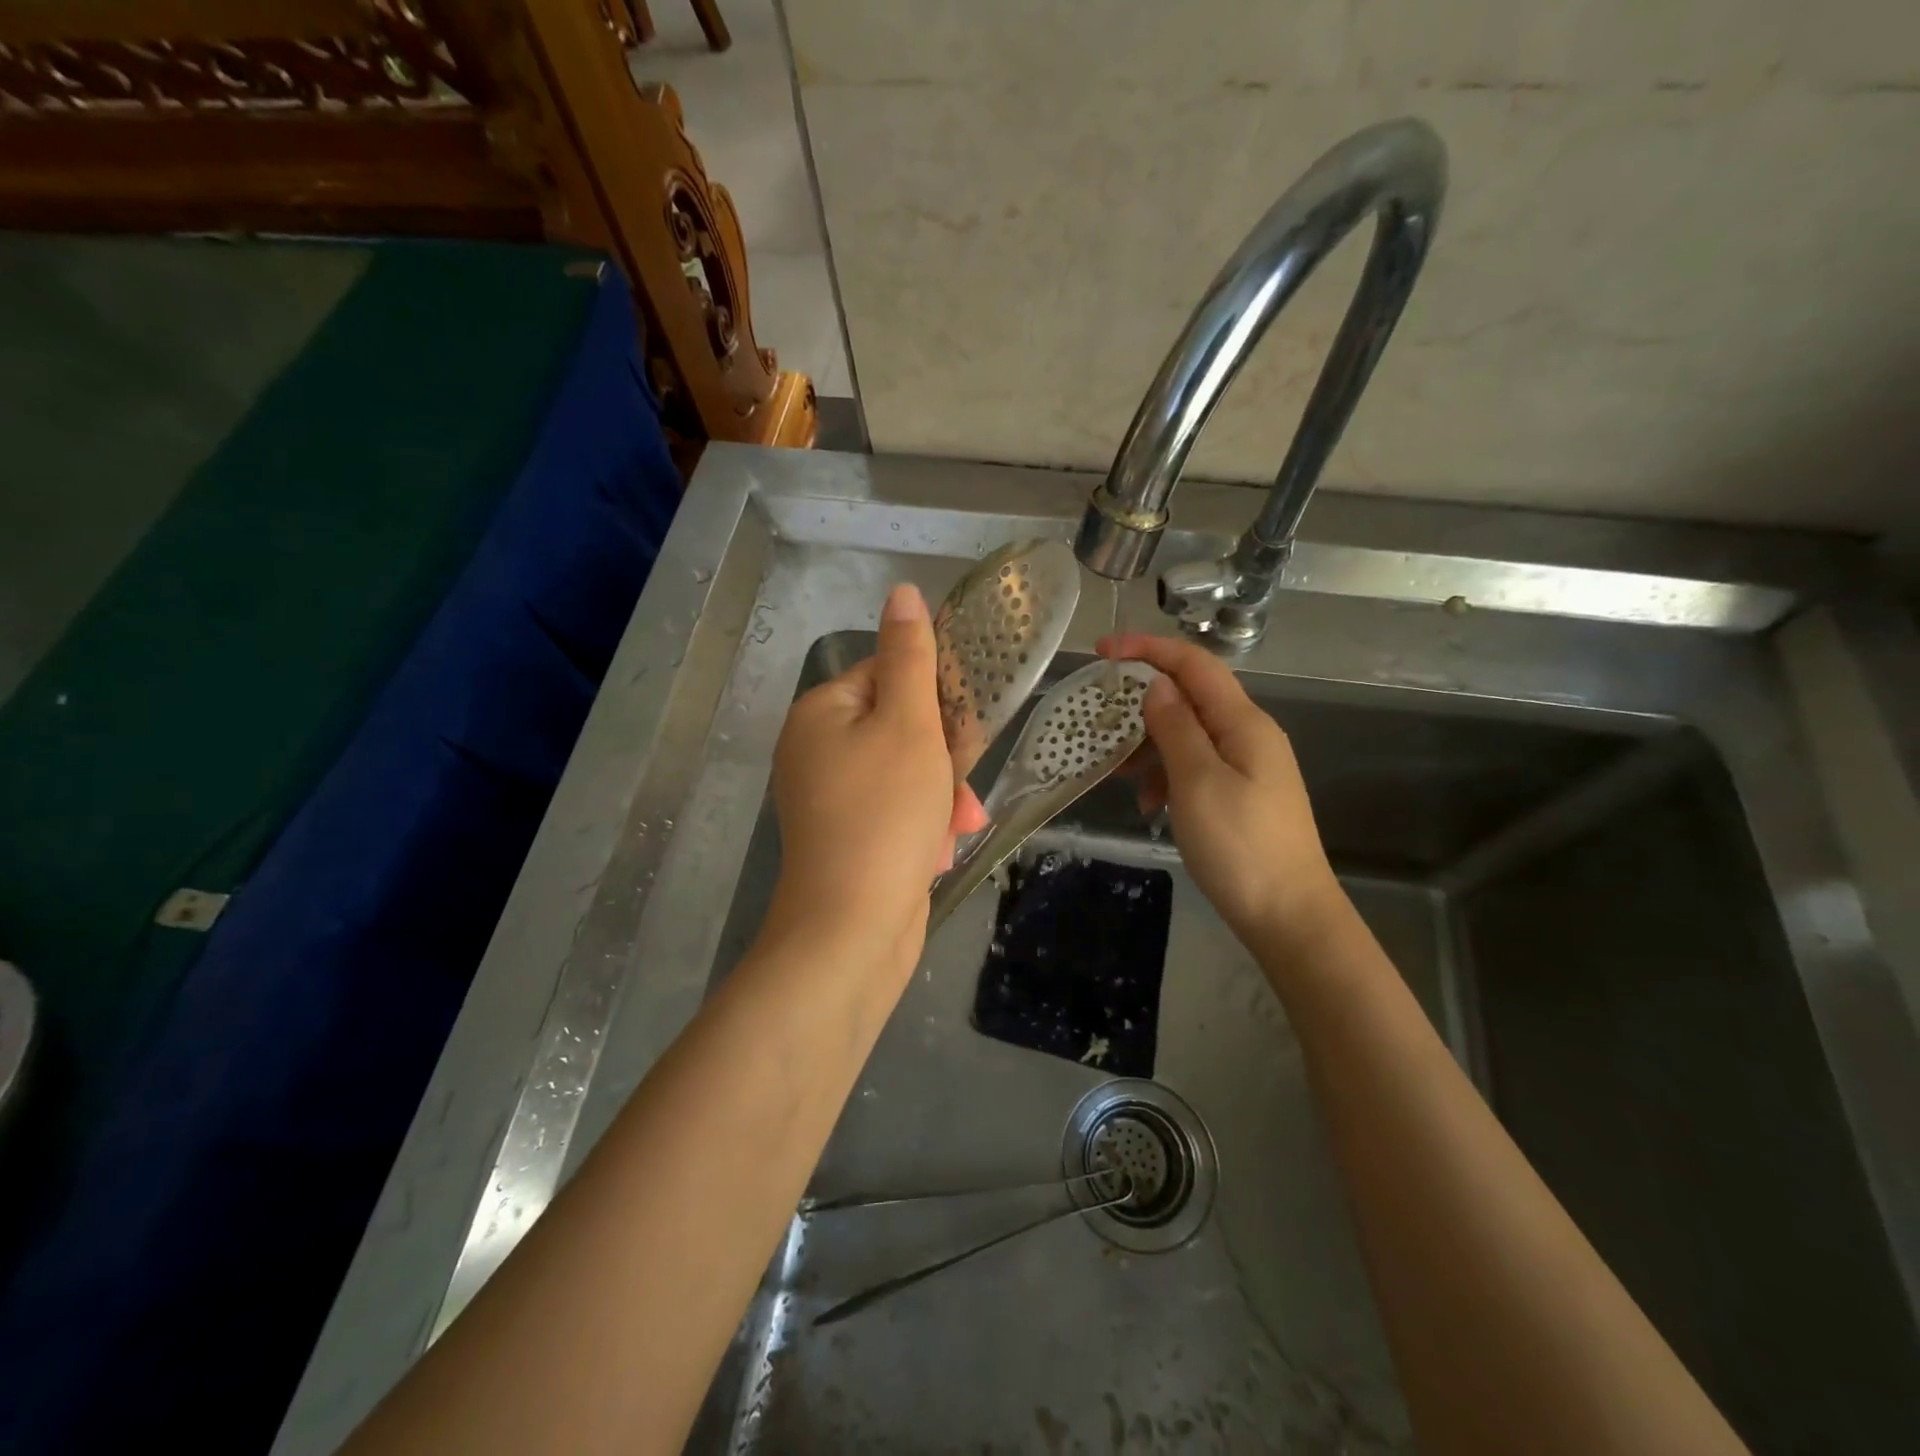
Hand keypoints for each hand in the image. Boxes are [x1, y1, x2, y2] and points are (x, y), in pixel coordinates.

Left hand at [770, 585, 987, 970]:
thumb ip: (911, 657)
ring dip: (941, 794)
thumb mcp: (909, 726)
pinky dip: (922, 825)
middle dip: (943, 757)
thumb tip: (902, 592)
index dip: (934, 696)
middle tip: (960, 786)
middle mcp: (817, 749)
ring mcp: (830, 797)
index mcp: (822, 712)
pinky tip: (938, 852)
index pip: (889, 673)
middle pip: (901, 725)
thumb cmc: (885, 816)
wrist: (851, 932)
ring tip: (957, 826)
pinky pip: (897, 811)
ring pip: (907, 772)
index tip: (966, 725)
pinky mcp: (848, 837)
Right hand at [1100, 632, 1345, 956]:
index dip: (1148, 649)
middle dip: (1141, 704)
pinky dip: (1166, 775)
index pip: (1194, 665)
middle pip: (1189, 698)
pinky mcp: (1240, 794)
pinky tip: (1149, 804)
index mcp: (1243, 723)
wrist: (1289, 917)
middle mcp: (1248, 735)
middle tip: (1099, 722)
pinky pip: (1195, 767)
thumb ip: (1176, 728)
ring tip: (1118, 773)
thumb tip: (1157, 685)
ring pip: (1188, 735)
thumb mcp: (1198, 783)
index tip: (1101, 651)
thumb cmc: (1240, 847)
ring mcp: (1246, 766)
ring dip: (1149, 746)